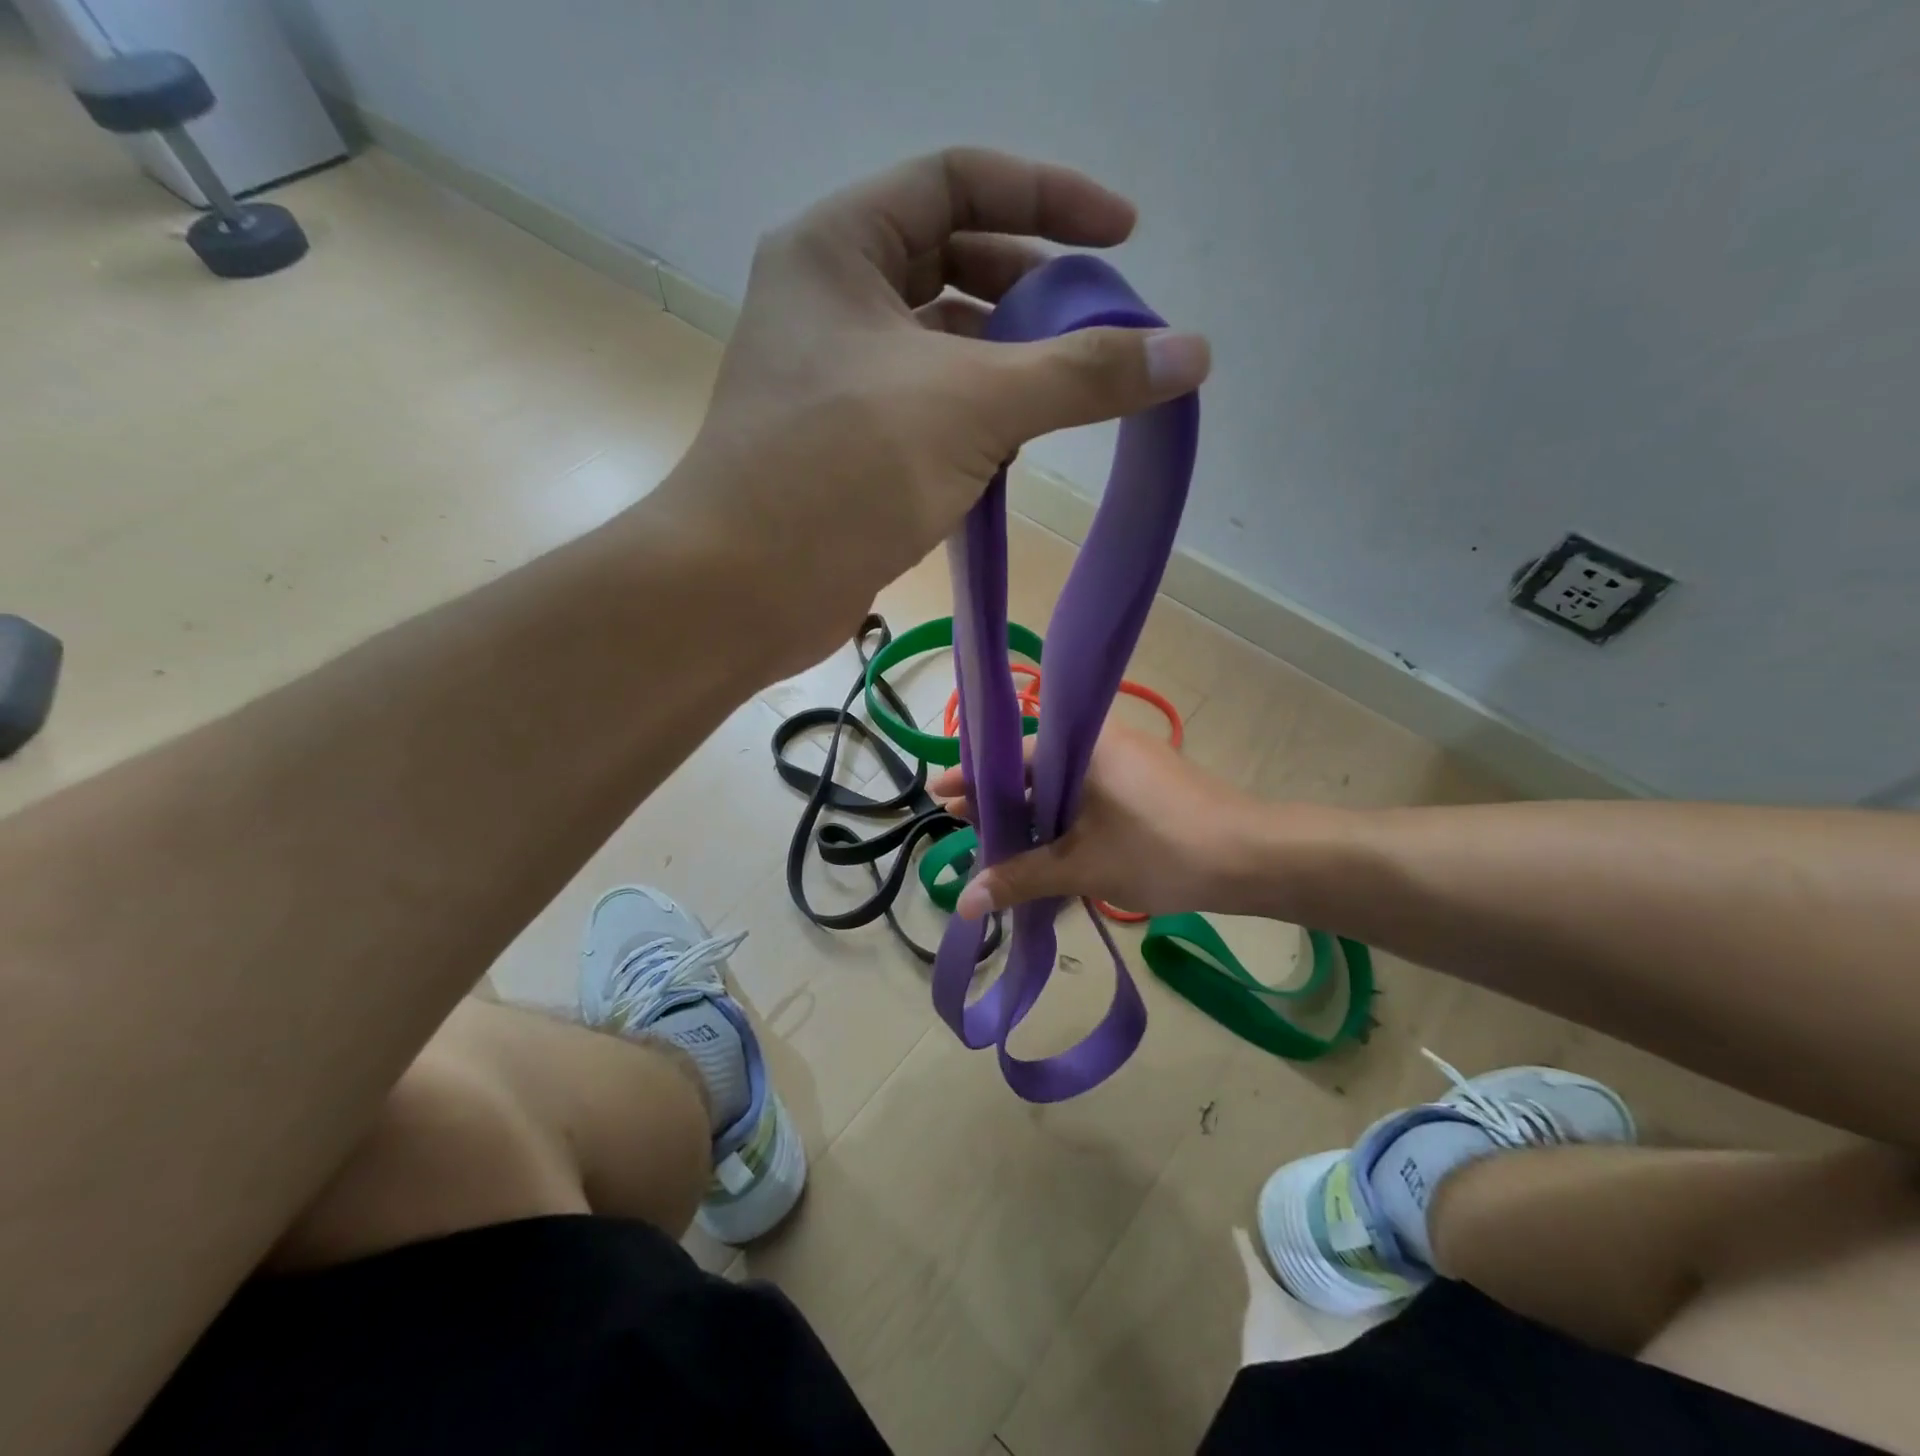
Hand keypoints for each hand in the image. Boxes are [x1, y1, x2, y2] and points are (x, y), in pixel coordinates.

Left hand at [654, 148, 1210, 672]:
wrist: (746, 588)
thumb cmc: (844, 470)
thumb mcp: (974, 405)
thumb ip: (1083, 374)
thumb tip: (1191, 353)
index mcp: (839, 248)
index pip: (959, 181)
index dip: (1049, 199)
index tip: (1122, 240)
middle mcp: (830, 302)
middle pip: (953, 266)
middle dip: (1032, 295)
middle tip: (1099, 332)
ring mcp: (835, 380)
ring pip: (943, 350)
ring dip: (1008, 370)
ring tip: (1065, 403)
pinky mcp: (847, 448)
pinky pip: (928, 413)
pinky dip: (976, 426)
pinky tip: (1011, 458)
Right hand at [929, 722, 1254, 917]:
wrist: (1254, 859)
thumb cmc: (1160, 849)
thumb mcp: (1082, 866)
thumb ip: (1020, 879)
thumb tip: (964, 903)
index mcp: (1082, 742)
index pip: (1012, 755)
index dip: (973, 779)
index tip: (940, 795)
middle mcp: (1102, 741)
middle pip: (1035, 768)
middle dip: (1001, 801)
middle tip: (967, 827)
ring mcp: (1127, 763)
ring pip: (1063, 786)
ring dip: (1034, 817)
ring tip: (1002, 848)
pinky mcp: (1145, 786)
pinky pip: (1089, 797)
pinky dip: (1065, 821)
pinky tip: (1050, 852)